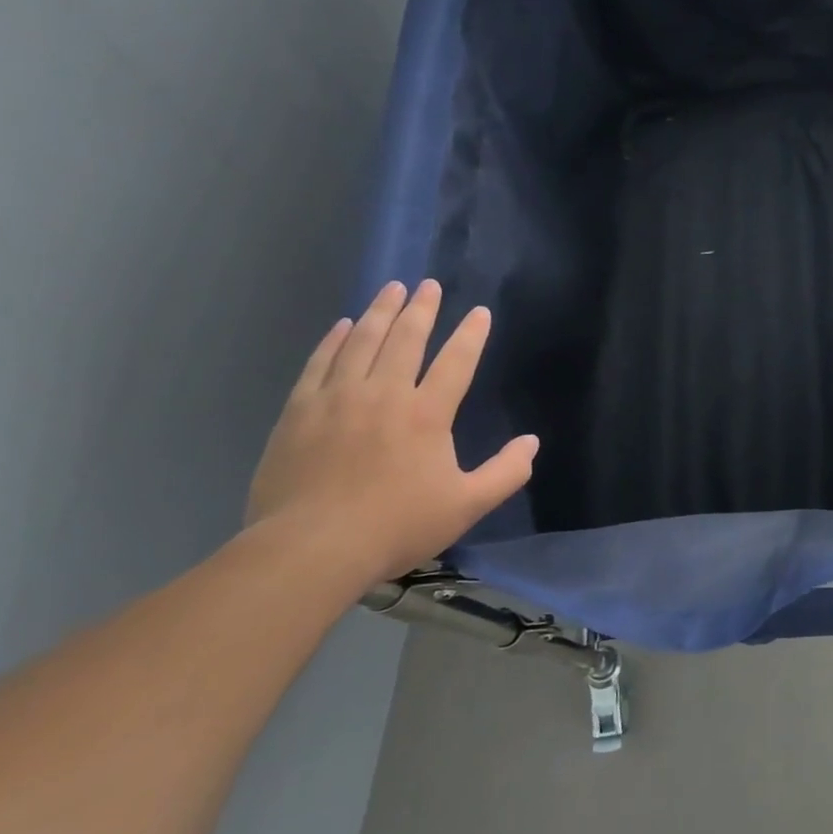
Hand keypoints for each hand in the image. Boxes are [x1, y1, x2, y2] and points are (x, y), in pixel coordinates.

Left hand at [247, 280, 538, 581]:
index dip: (471, 334)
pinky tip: (343, 326)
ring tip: (391, 288)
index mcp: (427, 413)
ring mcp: (338, 398)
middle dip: (422, 308)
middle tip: (428, 285)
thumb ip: (505, 473)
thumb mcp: (466, 506)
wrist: (311, 548)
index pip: (456, 361)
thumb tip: (532, 442)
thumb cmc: (396, 526)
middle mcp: (384, 393)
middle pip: (406, 338)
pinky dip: (334, 339)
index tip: (479, 312)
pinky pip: (321, 362)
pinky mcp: (300, 411)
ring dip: (380, 312)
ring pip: (363, 341)